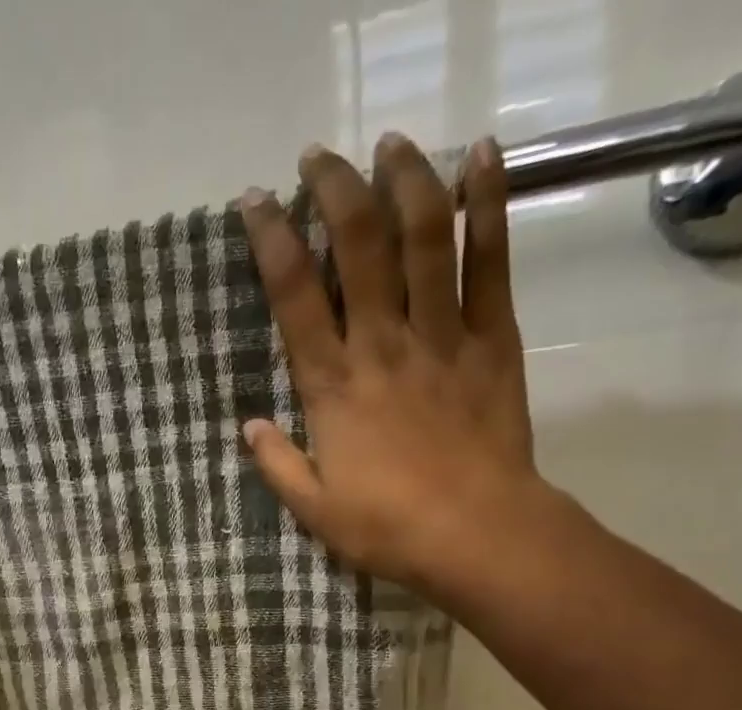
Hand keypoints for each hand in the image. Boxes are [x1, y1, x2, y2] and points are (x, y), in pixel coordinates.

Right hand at [239, 135, 551, 599]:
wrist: (476, 534)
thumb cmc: (388, 529)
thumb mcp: (315, 511)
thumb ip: (278, 465)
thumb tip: (247, 426)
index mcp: (333, 387)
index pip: (294, 295)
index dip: (271, 239)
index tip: (256, 200)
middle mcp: (382, 344)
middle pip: (358, 244)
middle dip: (334, 188)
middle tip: (319, 158)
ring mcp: (441, 335)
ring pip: (424, 235)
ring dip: (406, 178)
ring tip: (390, 144)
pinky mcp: (493, 338)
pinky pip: (491, 260)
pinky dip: (488, 204)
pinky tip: (482, 155)